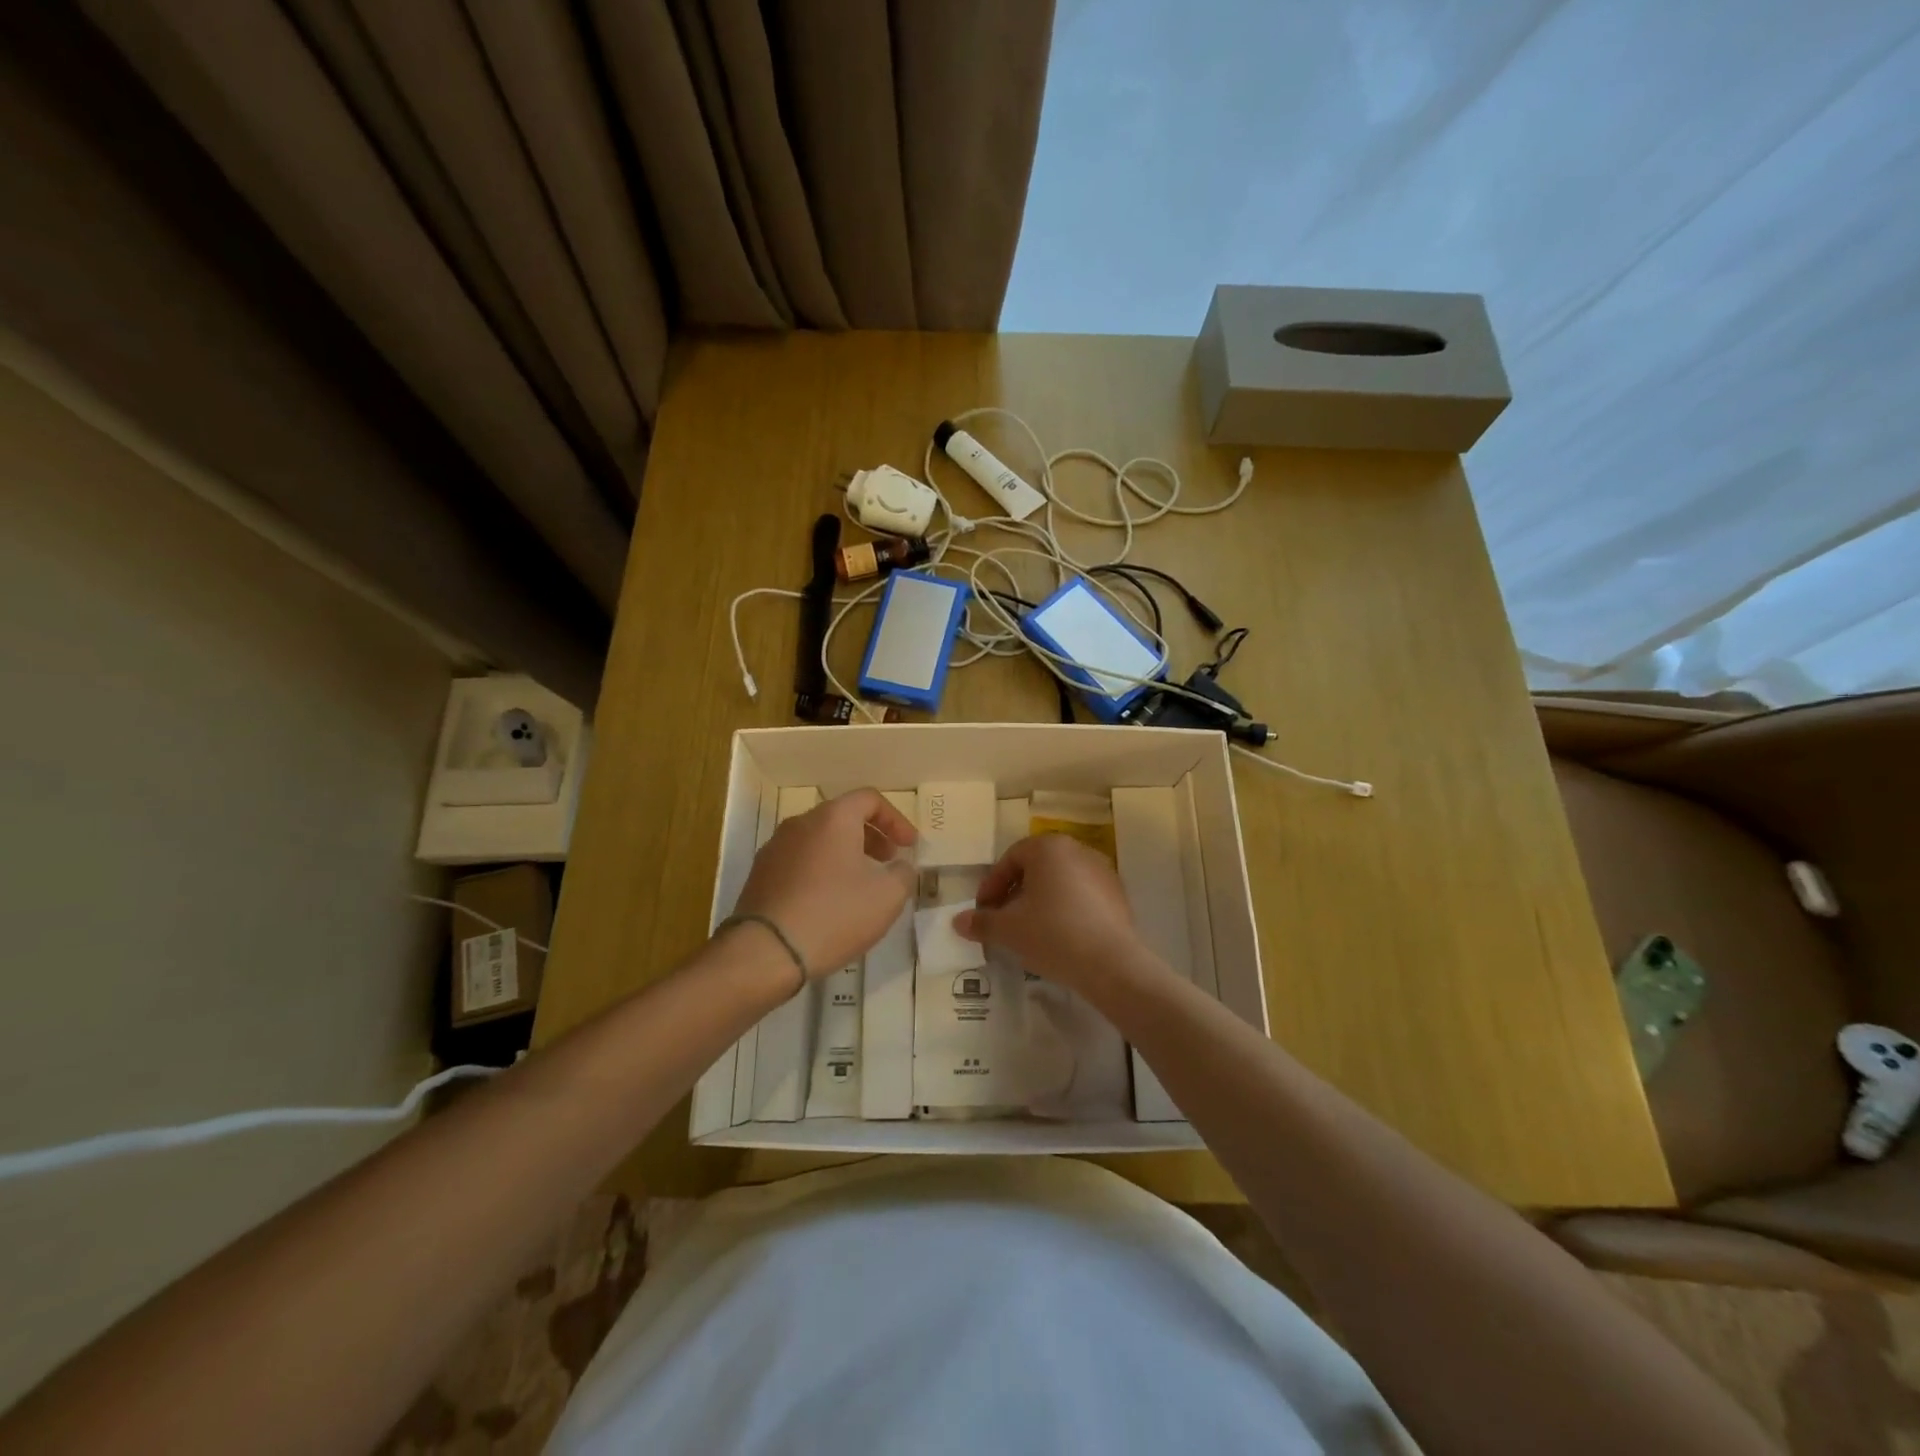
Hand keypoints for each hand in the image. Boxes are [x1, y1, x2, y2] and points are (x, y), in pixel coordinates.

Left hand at [733, 788, 916, 976]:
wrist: (766, 951)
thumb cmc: (835, 914)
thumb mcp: (887, 896)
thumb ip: (903, 874)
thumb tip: (900, 867)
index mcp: (833, 818)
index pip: (869, 799)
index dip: (896, 819)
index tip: (909, 846)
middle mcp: (800, 823)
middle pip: (842, 817)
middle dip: (871, 836)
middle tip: (888, 861)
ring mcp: (775, 848)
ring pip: (819, 840)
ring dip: (845, 854)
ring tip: (860, 885)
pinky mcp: (760, 875)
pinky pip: (799, 861)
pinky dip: (821, 870)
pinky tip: (829, 902)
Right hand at [954, 833, 1153, 996]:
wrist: (1111, 965)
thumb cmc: (1053, 935)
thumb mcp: (1009, 930)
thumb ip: (981, 922)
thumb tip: (957, 921)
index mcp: (1049, 848)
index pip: (1011, 858)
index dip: (992, 885)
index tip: (984, 911)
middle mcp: (1077, 850)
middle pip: (1036, 867)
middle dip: (1015, 892)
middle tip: (1003, 919)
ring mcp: (1102, 871)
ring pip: (1060, 881)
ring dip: (1040, 901)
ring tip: (1029, 930)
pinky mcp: (1118, 895)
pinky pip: (1082, 895)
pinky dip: (1065, 909)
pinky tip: (1059, 937)